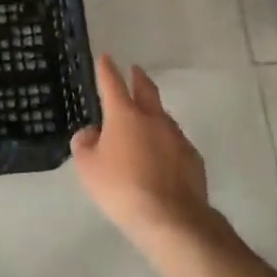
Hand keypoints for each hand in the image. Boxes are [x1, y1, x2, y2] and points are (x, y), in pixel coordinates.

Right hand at [71, 54, 211, 247]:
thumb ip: (84, 145)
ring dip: (152, 113)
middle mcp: (153, 118)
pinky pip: (174, 143)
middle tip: (135, 70)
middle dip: (138, 78)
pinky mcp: (192, 158)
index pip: (112, 83)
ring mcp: (176, 136)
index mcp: (124, 115)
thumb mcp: (88, 168)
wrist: (171, 218)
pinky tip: (160, 158)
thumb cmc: (121, 188)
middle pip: (146, 90)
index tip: (106, 57)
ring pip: (162, 116)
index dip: (107, 69)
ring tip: (144, 122)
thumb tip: (91, 133)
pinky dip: (164, 143)